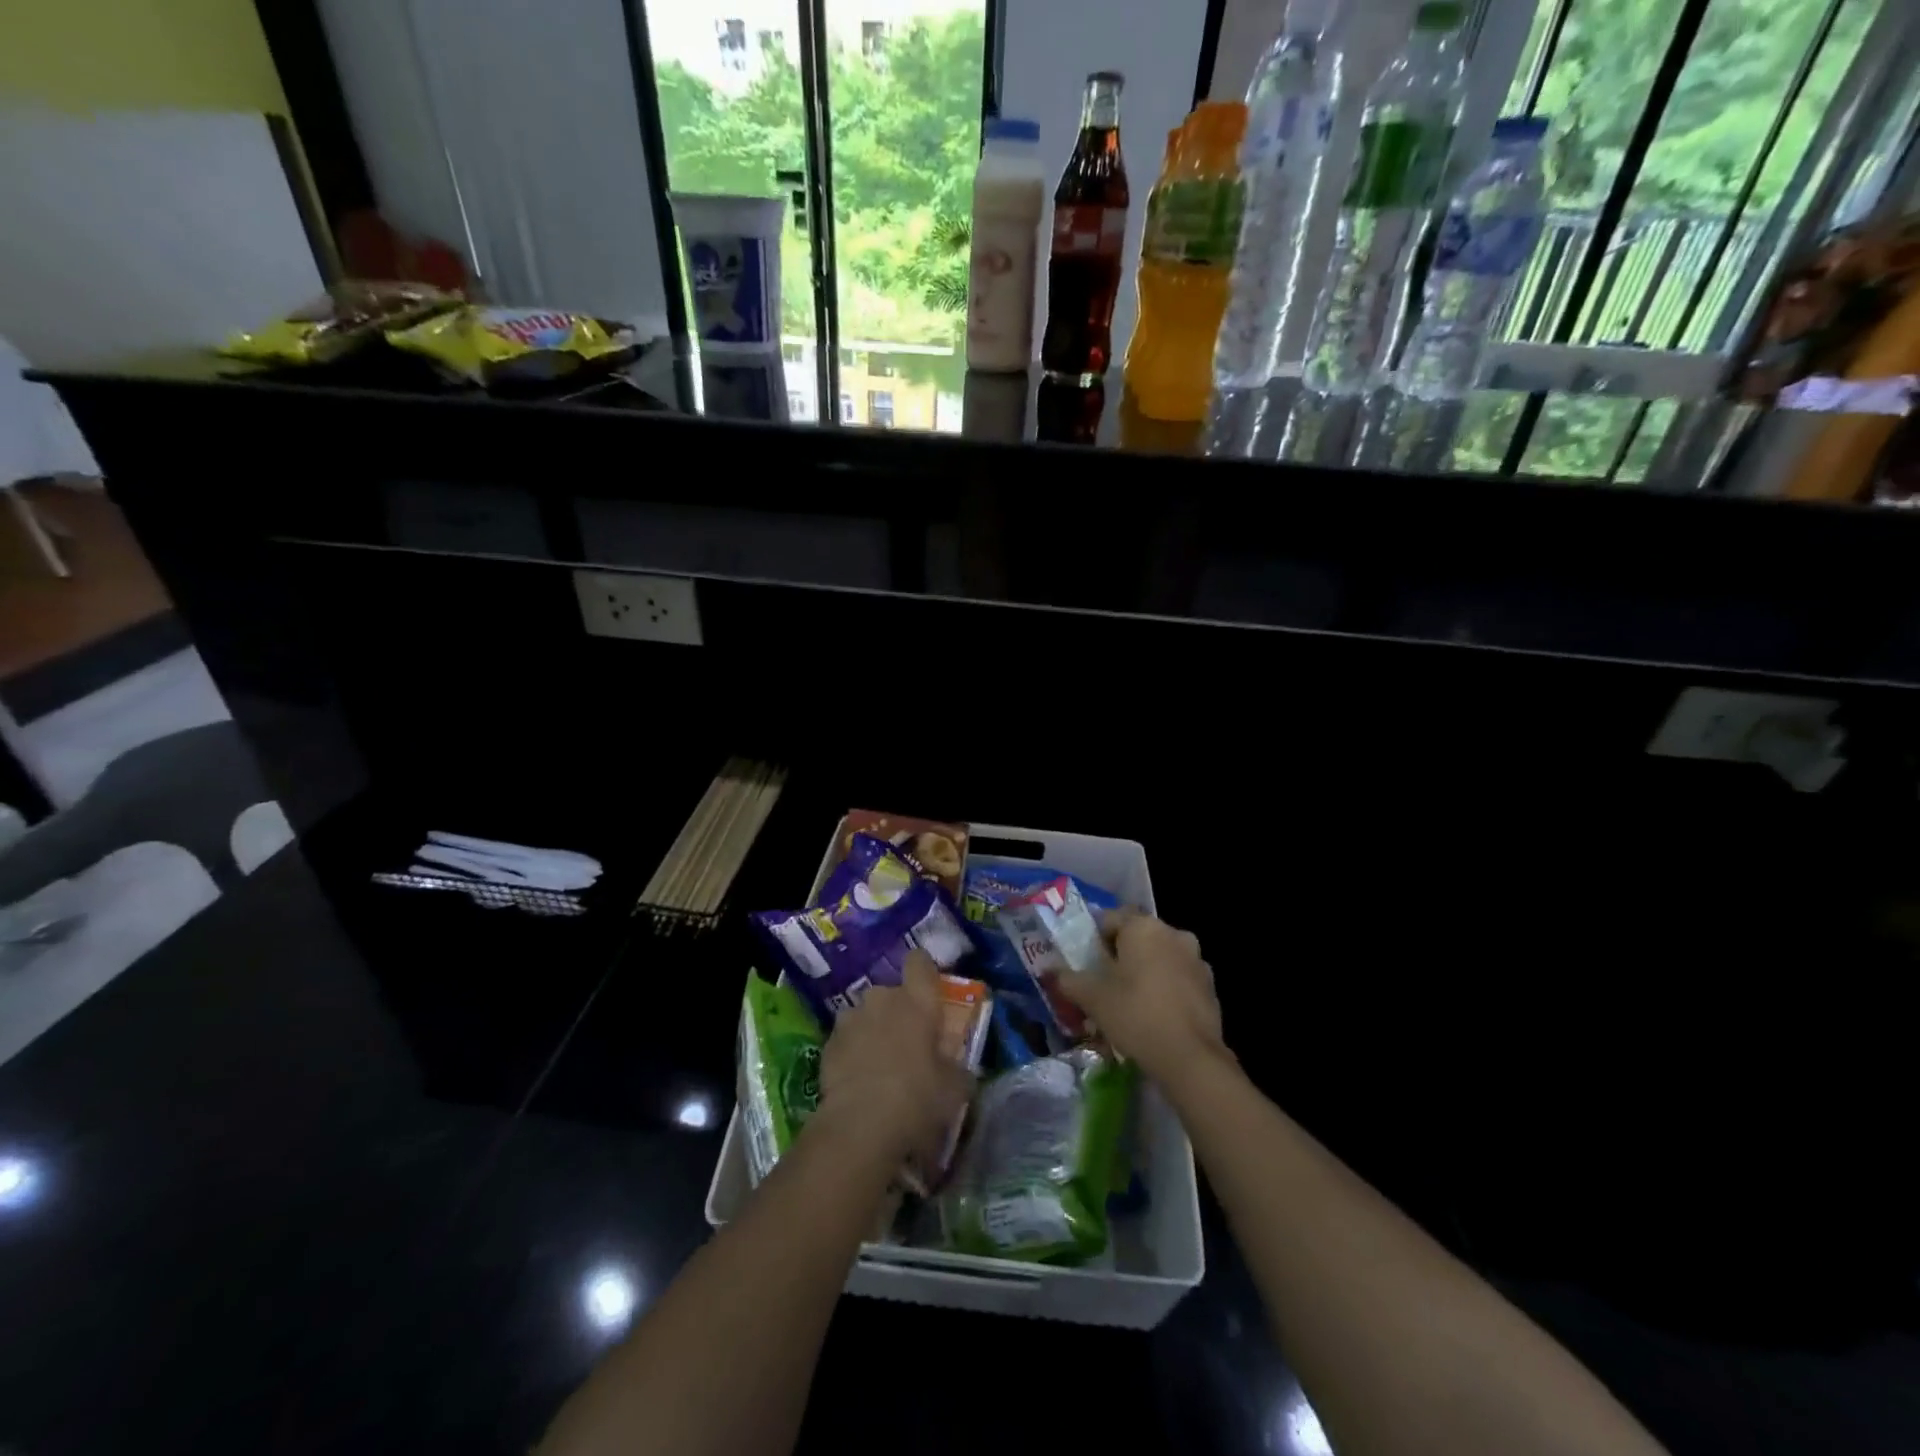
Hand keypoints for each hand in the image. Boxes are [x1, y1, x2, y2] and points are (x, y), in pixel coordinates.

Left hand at [814, 949, 971, 1169]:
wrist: (860, 1128)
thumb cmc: (917, 1099)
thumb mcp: (955, 1088)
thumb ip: (957, 1067)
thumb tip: (957, 1066)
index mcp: (917, 1001)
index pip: (920, 961)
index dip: (924, 971)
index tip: (930, 989)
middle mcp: (882, 999)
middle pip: (892, 992)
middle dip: (899, 1010)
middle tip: (909, 1042)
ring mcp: (851, 1018)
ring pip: (867, 1014)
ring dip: (874, 1029)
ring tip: (880, 1062)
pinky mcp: (828, 1043)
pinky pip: (847, 1037)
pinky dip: (853, 1051)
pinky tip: (859, 1079)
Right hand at [1055, 909, 1227, 1087]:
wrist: (1191, 1058)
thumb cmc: (1135, 1015)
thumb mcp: (1093, 998)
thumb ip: (1068, 979)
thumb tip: (1050, 970)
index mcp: (1143, 927)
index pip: (1110, 919)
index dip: (1094, 940)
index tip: (1086, 965)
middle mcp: (1173, 933)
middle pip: (1137, 937)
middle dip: (1120, 956)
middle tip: (1104, 984)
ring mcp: (1196, 959)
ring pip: (1160, 957)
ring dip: (1145, 971)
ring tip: (1129, 1002)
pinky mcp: (1210, 986)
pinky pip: (1178, 978)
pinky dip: (1165, 988)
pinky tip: (1154, 1015)